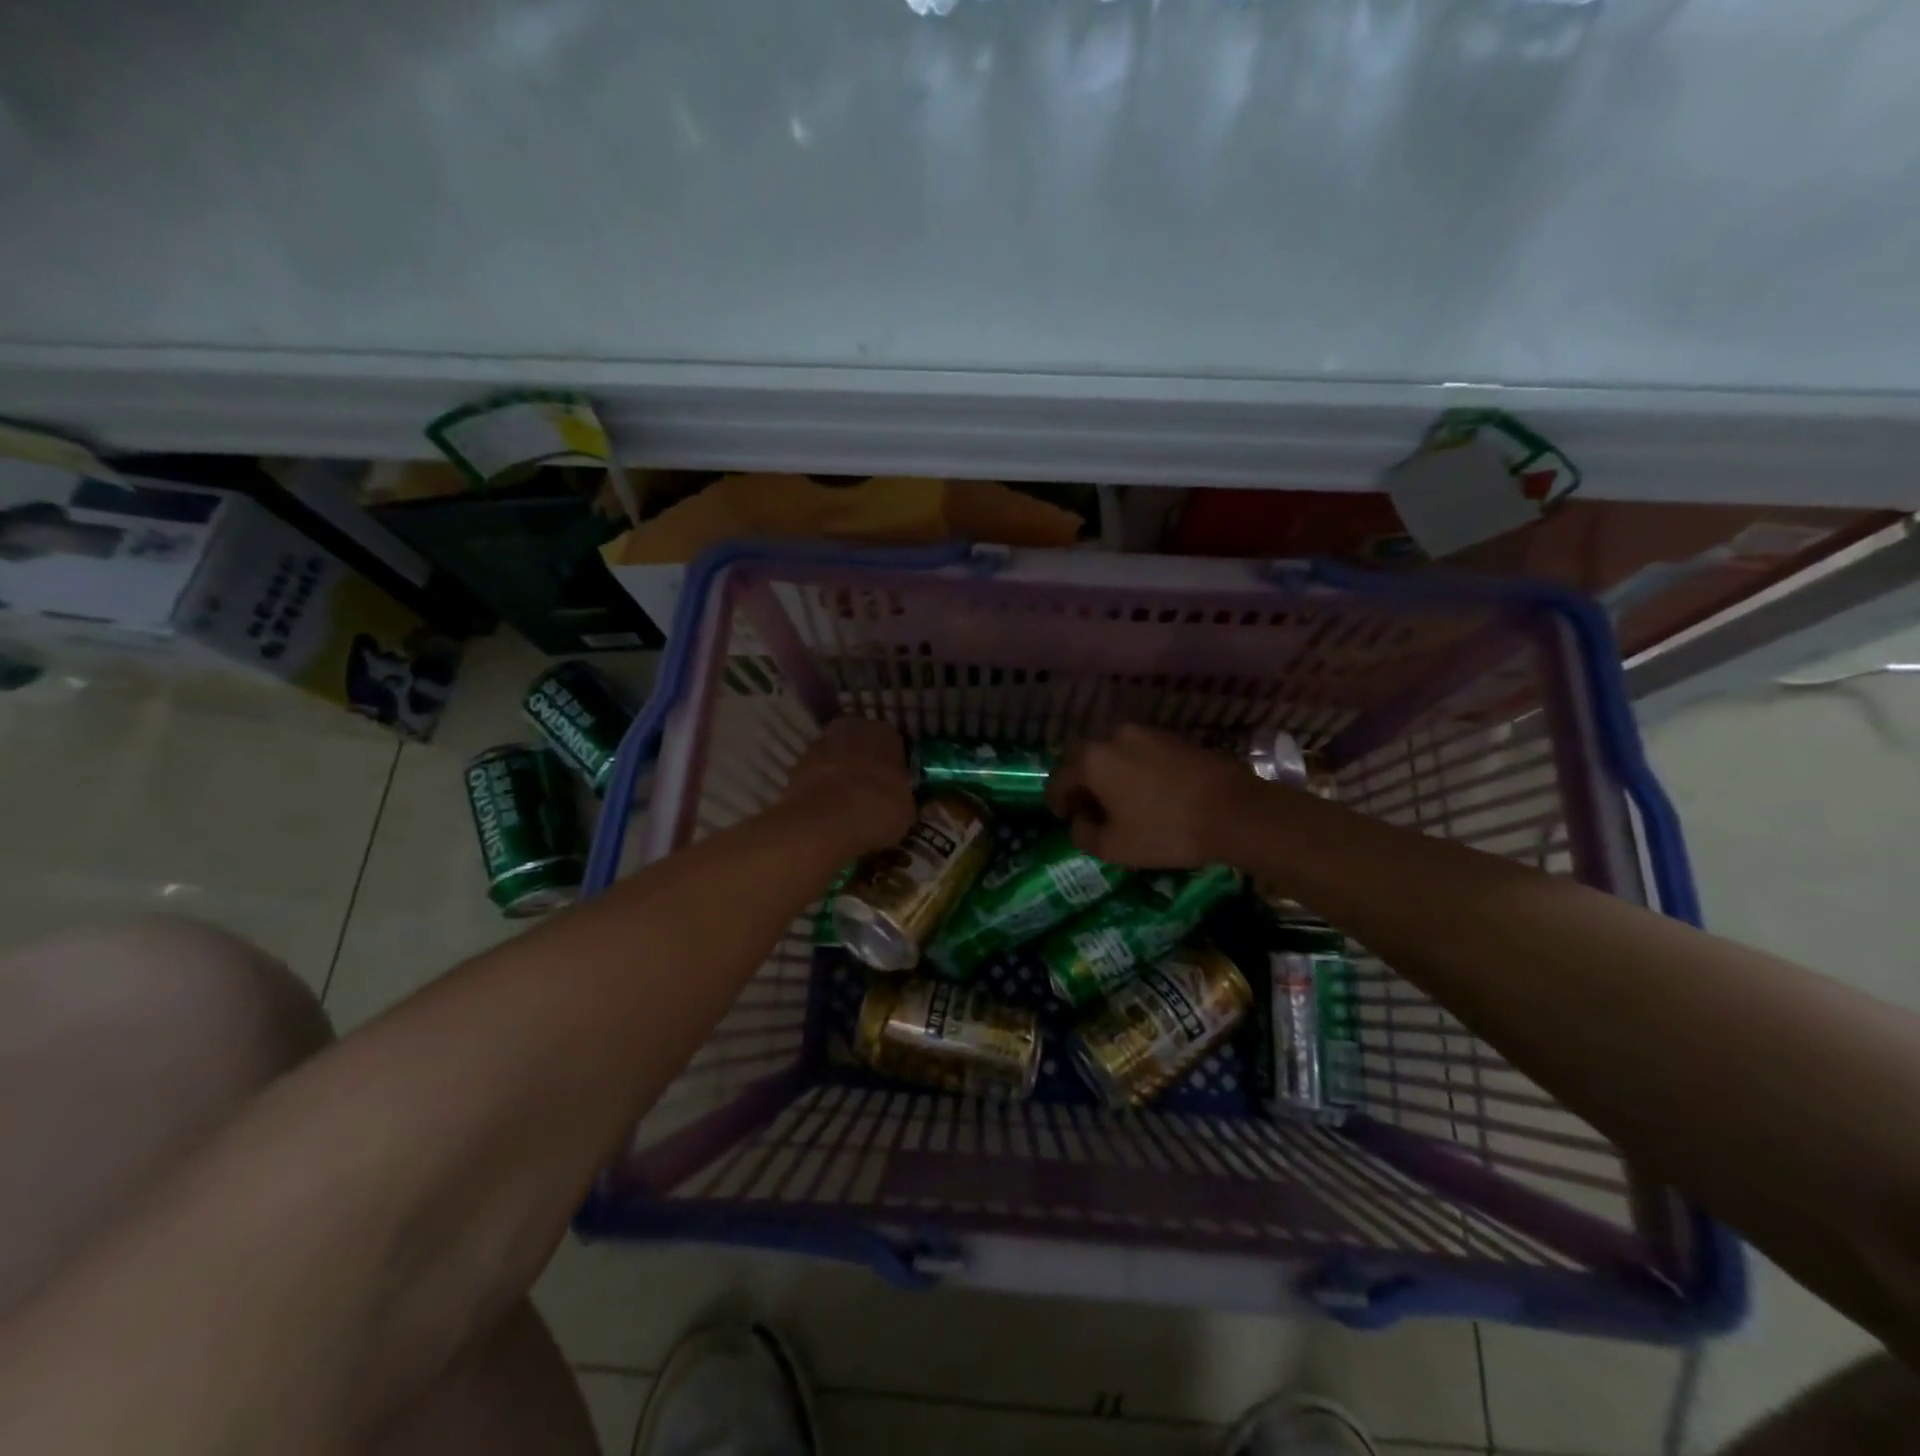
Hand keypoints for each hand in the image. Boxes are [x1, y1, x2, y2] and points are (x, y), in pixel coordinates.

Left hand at [782, 715, 916, 857]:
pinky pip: (816, 774)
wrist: (825, 821)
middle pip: (860, 743)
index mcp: (885, 733)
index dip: (891, 764)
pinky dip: (820, 786)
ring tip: (845, 801)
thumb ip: (902, 796)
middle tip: (869, 789)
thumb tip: (898, 801)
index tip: (892, 783)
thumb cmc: (878, 809)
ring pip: (835, 756)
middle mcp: (852, 729)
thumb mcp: (906, 809)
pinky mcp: (796, 765)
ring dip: (839, 772)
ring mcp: (820, 744)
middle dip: (863, 761)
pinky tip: (827, 808)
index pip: (892, 743)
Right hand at [1046, 724, 1251, 867]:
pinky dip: (1133, 767)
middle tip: (1088, 806)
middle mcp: (1114, 736)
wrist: (1234, 811)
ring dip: (1108, 772)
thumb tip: (1080, 821)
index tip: (1064, 817)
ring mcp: (1147, 732)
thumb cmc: (1166, 830)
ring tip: (1119, 799)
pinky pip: (1140, 751)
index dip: (1057, 800)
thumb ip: (1084, 834)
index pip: (1059, 778)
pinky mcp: (1174, 736)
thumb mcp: (1114, 847)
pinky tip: (1147, 790)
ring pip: (1114, 751)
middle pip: (1084, 757)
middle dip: (1080, 781)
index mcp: (1092, 759)